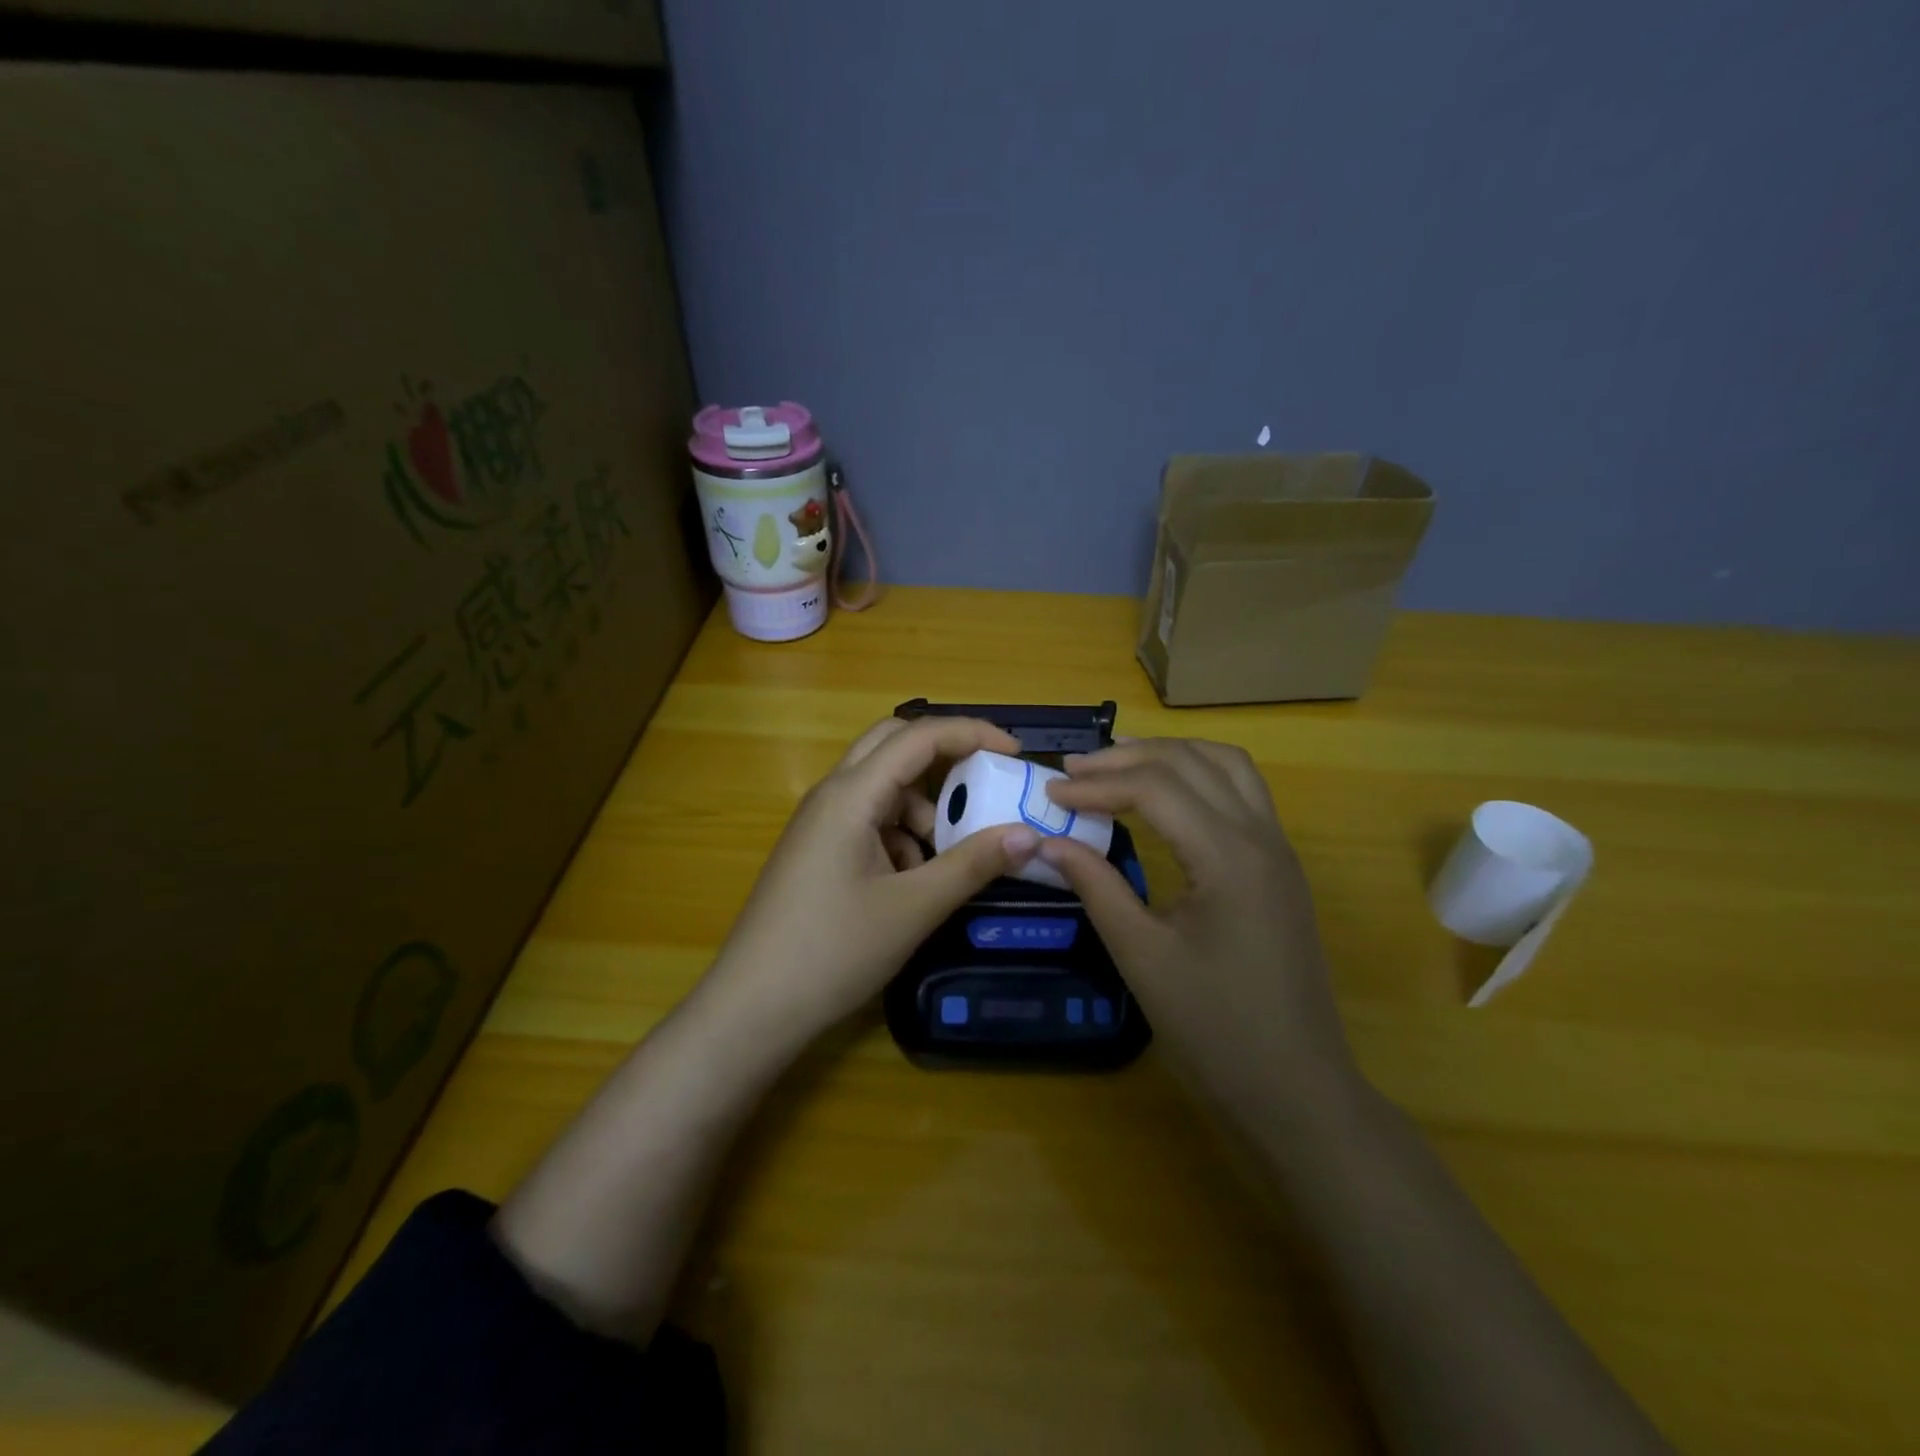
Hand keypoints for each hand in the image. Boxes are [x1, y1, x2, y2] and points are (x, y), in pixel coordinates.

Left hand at [704, 716, 1042, 1041]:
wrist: (753, 1006)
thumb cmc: (833, 951)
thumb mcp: (914, 908)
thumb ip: (973, 864)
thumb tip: (1028, 834)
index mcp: (851, 794)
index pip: (918, 736)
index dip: (972, 734)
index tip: (1016, 754)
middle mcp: (832, 794)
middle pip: (893, 746)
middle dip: (944, 758)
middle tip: (985, 783)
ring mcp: (820, 822)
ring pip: (882, 787)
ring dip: (923, 806)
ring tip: (949, 856)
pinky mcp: (817, 850)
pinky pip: (868, 820)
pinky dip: (900, 834)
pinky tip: (912, 883)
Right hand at [1038, 738, 1356, 1113]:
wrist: (1296, 1089)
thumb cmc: (1214, 1029)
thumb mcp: (1141, 956)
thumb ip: (1096, 886)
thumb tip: (1048, 841)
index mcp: (1229, 857)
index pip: (1155, 788)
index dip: (1097, 784)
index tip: (1050, 793)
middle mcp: (1262, 837)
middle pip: (1192, 762)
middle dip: (1128, 757)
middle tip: (1074, 770)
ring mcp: (1279, 849)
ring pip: (1226, 765)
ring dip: (1170, 755)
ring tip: (1117, 765)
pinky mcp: (1281, 867)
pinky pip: (1242, 791)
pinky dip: (1198, 774)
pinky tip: (1166, 796)